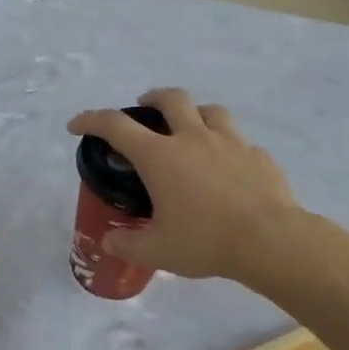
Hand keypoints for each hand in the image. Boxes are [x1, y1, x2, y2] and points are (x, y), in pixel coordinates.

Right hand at [68, 89, 298, 282]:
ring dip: (194, 113)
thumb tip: (109, 242)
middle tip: (144, 108)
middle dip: (152, 97)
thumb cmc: (205, 241)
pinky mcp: (259, 156)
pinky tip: (227, 168)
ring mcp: (231, 143)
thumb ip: (127, 245)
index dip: (91, 120)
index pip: (116, 126)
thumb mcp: (156, 251)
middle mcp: (193, 139)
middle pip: (170, 98)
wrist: (271, 241)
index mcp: (160, 157)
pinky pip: (239, 142)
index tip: (77, 125)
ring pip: (210, 110)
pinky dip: (227, 148)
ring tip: (190, 130)